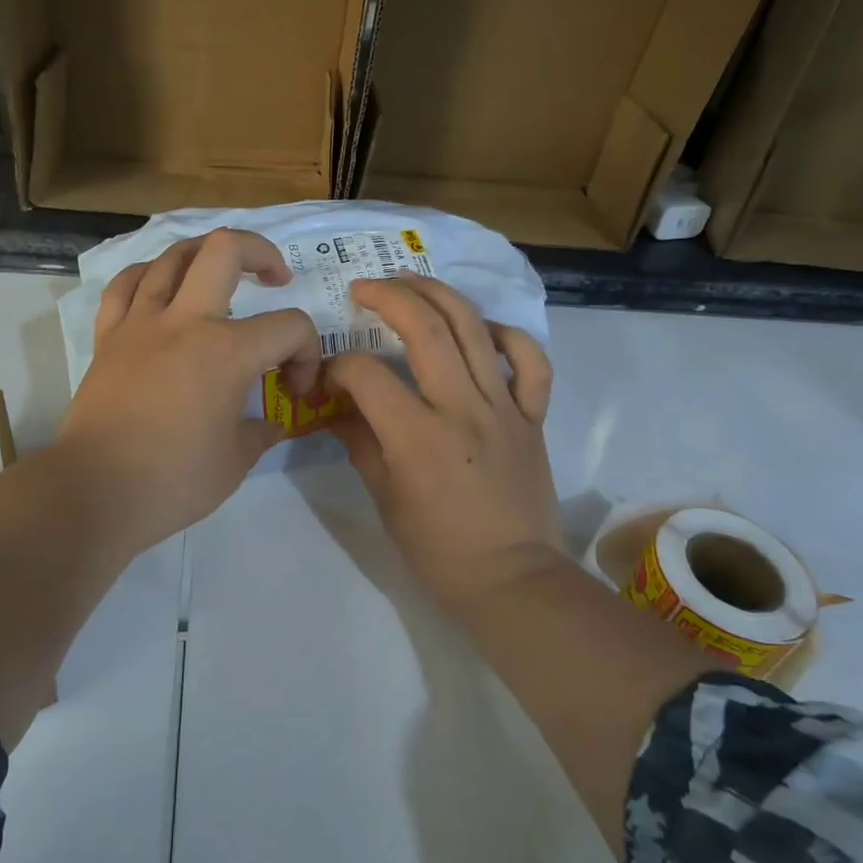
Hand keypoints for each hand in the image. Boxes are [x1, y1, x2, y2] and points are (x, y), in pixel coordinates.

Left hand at [57, 229, 318, 556]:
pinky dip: (149, 276)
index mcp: (227, 353)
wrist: (94, 492)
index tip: (294, 389)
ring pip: (173, 256)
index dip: (307, 353)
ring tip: (220, 274)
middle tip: (275, 278)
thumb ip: (260, 433)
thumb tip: (271, 424)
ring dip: (206, 255)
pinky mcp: (108, 337)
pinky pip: (126, 285)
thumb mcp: (235, 462)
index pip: (290, 327)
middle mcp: (185, 322)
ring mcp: (141, 323)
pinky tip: (161, 286)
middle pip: (226, 249)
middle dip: (261, 252)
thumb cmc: (172, 481)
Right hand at [326, 276, 562, 609]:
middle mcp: (462, 409)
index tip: (329, 378)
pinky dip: (508, 336)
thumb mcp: (384, 499)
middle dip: (389, 296)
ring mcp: (504, 409)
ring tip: (413, 282)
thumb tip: (337, 409)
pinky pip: (530, 363)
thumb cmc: (438, 550)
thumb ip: (360, 443)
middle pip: (426, 328)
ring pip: (474, 329)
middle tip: (365, 287)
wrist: (511, 580)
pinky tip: (484, 329)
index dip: (339, 367)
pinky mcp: (533, 417)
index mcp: (417, 437)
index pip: (367, 375)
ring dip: (440, 295)